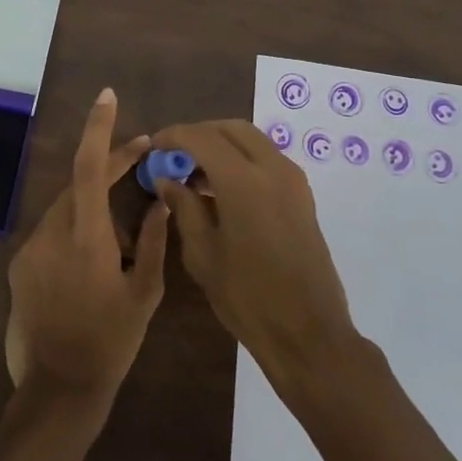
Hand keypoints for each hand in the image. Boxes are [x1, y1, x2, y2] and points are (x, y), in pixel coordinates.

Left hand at [5, 88, 168, 405]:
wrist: (58, 388)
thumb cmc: (111, 341)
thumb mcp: (145, 293)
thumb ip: (155, 242)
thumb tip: (161, 203)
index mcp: (86, 237)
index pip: (89, 167)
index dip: (99, 129)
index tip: (107, 97)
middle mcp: (51, 233)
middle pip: (78, 183)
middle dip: (108, 167)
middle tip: (140, 160)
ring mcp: (30, 250)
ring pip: (65, 208)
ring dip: (92, 206)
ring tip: (121, 236)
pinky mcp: (19, 266)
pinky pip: (51, 232)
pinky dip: (74, 231)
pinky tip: (92, 261)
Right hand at [151, 119, 358, 390]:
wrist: (308, 331)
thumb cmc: (247, 297)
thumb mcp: (203, 254)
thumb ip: (184, 207)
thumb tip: (167, 178)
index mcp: (243, 181)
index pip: (202, 137)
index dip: (174, 136)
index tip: (154, 146)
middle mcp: (273, 168)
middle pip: (232, 129)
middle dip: (200, 134)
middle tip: (175, 155)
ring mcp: (293, 180)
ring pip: (252, 141)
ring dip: (222, 146)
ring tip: (194, 174)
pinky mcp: (302, 195)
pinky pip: (267, 160)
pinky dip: (242, 160)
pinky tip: (221, 190)